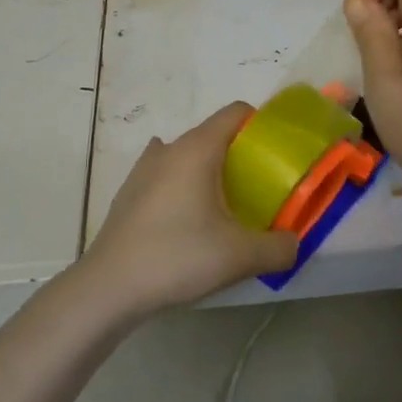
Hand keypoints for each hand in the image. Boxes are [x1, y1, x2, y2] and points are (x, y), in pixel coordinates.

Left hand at [80, 102, 298, 313]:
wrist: (109, 288)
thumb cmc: (177, 257)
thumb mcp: (240, 257)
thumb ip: (279, 247)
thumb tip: (293, 243)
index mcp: (198, 149)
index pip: (236, 113)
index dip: (261, 126)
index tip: (277, 155)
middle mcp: (170, 148)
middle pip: (213, 134)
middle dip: (240, 154)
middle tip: (259, 188)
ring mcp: (143, 169)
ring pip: (187, 155)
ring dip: (208, 170)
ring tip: (223, 205)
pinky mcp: (129, 192)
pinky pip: (165, 175)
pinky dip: (182, 185)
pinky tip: (186, 213)